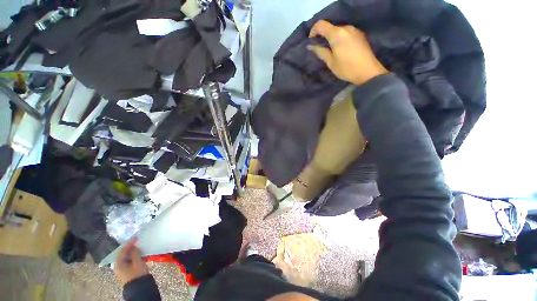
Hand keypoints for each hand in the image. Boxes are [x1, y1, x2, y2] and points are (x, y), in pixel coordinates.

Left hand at [114, 238, 148, 285]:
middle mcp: (118, 266)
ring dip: (132, 252)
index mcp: (118, 263)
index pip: (122, 250)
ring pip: (127, 258)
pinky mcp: (127, 272)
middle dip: (130, 248)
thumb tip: (133, 246)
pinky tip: (139, 255)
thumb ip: (135, 253)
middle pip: (123, 254)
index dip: (129, 243)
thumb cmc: (137, 273)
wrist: (140, 287)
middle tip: (137, 242)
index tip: (136, 237)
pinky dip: (134, 257)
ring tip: (139, 247)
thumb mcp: (137, 262)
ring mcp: (122, 270)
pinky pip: (129, 261)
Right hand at [308, 20, 387, 84]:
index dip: (313, 31)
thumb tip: (311, 46)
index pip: (320, 25)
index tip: (311, 41)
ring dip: (332, 38)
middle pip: (330, 27)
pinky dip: (340, 39)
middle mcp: (345, 28)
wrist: (367, 71)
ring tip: (331, 51)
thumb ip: (320, 52)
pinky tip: (341, 50)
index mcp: (336, 34)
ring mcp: (354, 30)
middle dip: (323, 36)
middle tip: (321, 49)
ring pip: (338, 30)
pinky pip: (346, 33)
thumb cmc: (346, 68)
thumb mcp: (331, 62)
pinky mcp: (359, 34)